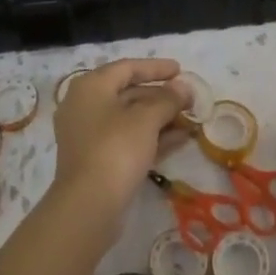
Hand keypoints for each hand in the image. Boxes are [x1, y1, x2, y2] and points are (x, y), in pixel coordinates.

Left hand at [53, 58, 194, 216]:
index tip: (181, 70)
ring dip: (160, 118)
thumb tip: (184, 87)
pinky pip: (128, 139)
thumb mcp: (146, 119)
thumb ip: (168, 99)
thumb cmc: (116, 149)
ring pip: (130, 119)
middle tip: (189, 99)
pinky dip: (152, 137)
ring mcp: (89, 135)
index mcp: (91, 87)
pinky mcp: (97, 160)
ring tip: (190, 120)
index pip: (127, 67)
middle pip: (128, 93)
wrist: (88, 206)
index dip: (156, 68)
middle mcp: (85, 106)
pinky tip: (180, 139)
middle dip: (161, 96)